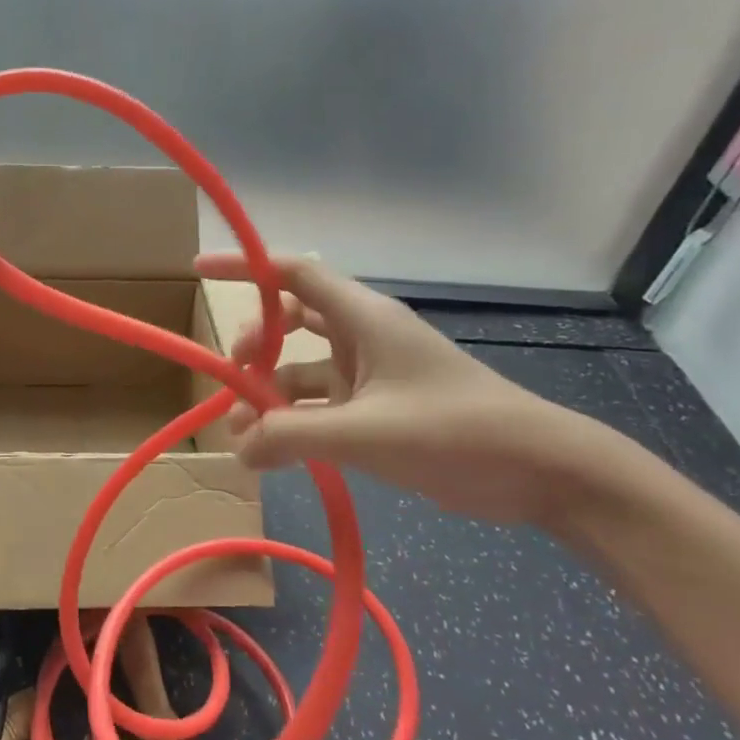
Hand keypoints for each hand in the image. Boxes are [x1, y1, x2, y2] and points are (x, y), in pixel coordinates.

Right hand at [195, 252, 611, 528]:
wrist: (540, 471)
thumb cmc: (455, 431)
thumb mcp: (366, 434)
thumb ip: (292, 436)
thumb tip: (237, 449)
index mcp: (363, 318)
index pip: (292, 274)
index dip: (245, 267)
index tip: (199, 270)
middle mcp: (362, 338)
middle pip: (291, 322)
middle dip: (255, 345)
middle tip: (234, 376)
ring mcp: (370, 376)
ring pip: (302, 371)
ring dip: (270, 396)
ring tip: (243, 436)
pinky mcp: (378, 412)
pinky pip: (320, 407)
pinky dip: (294, 424)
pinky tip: (274, 455)